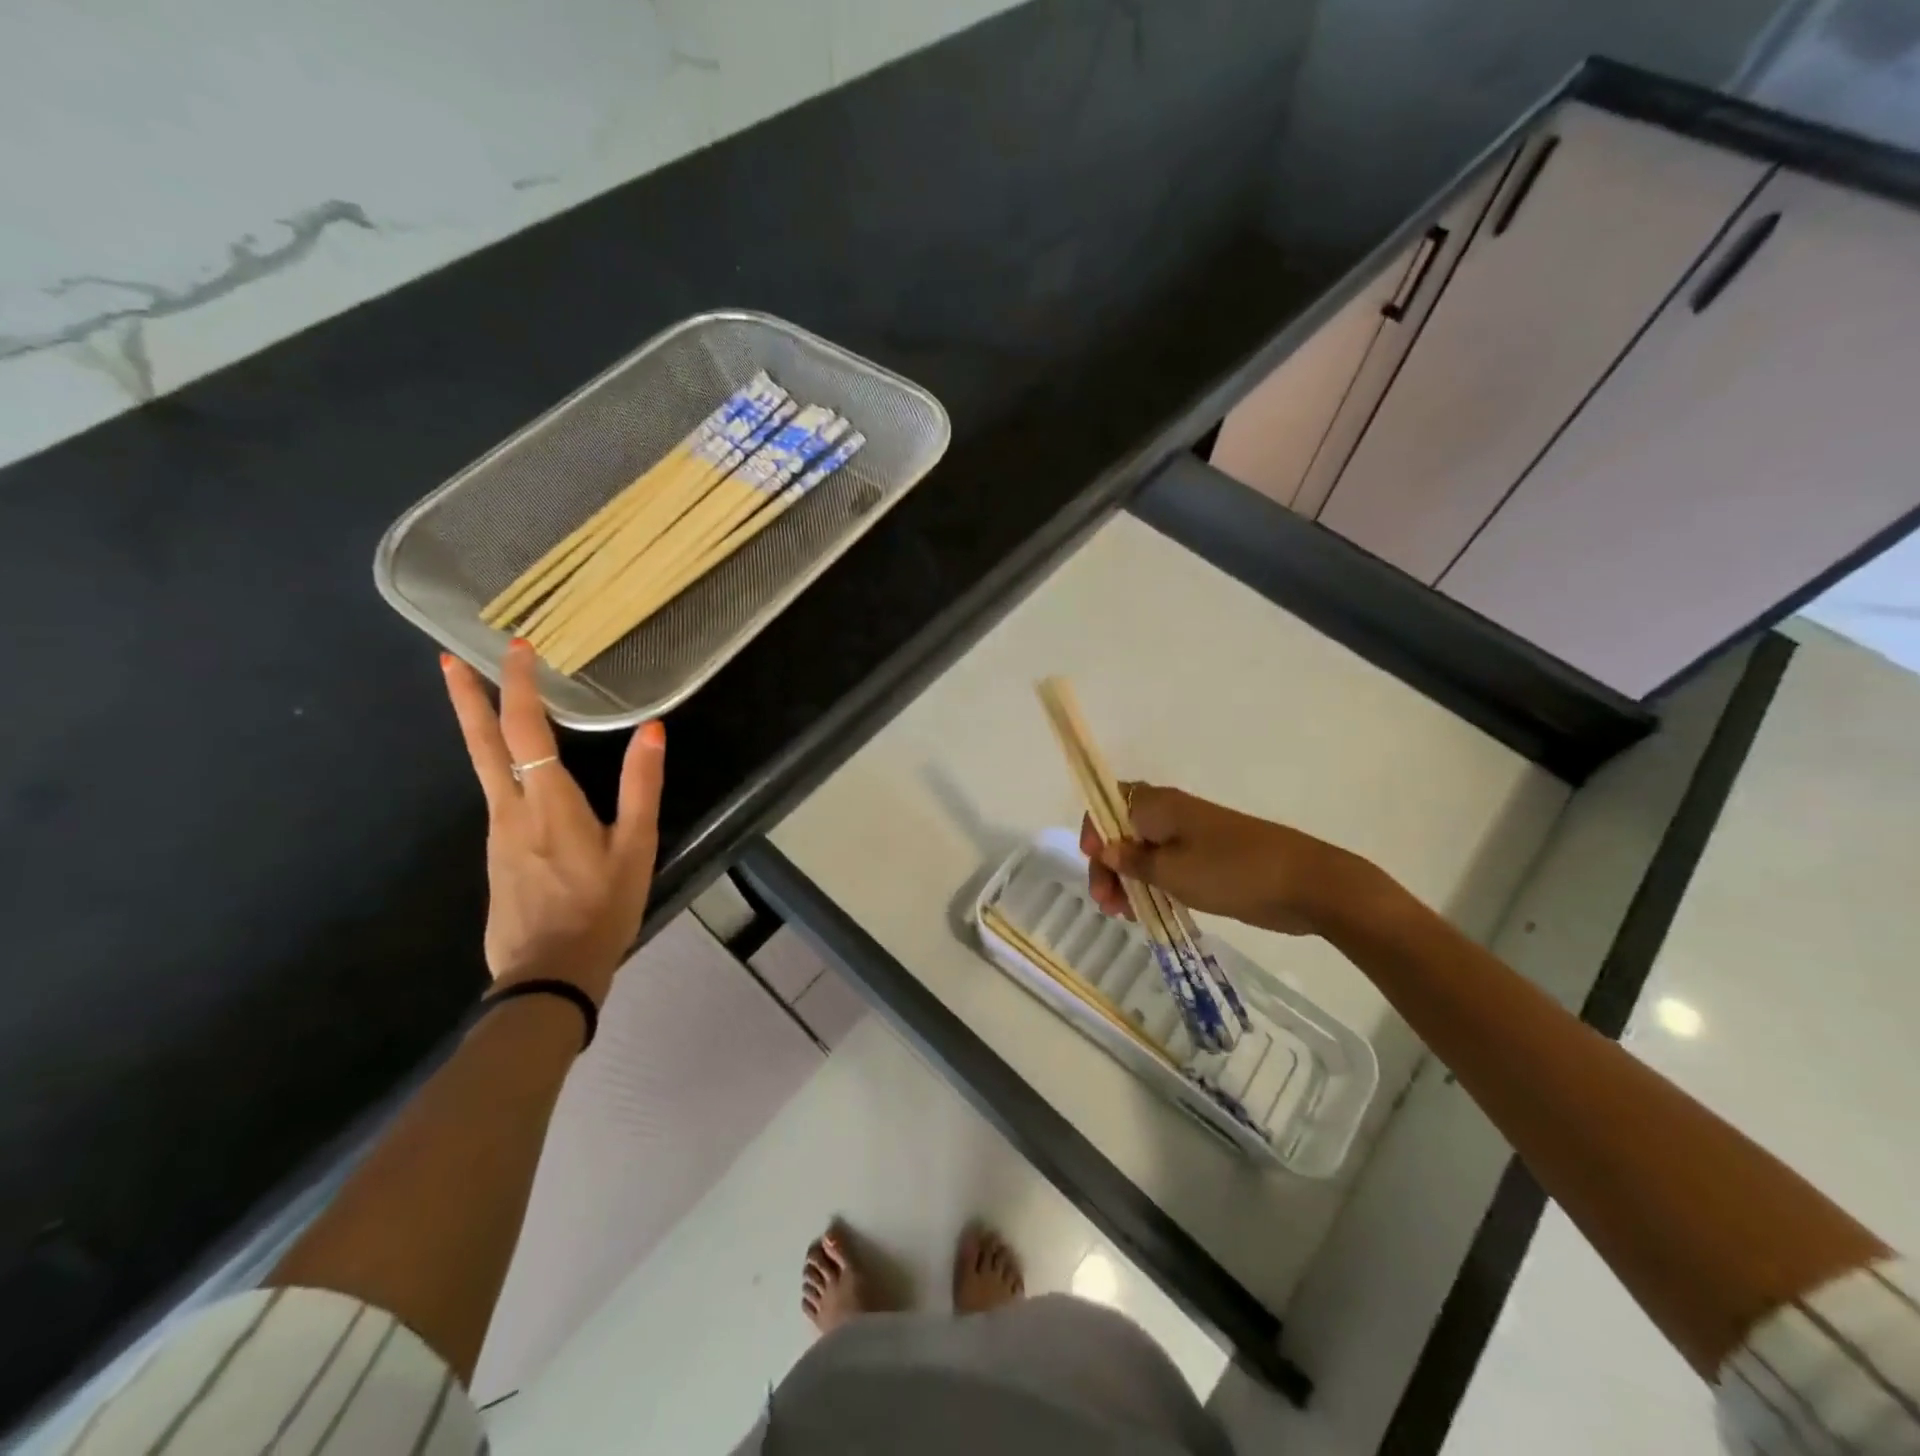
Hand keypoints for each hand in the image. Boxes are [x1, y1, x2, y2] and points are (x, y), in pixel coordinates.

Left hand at [442, 639, 665, 1003]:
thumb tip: (652, 730)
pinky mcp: (497, 854)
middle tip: (447, 658)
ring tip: (481, 697)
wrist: (548, 974)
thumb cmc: (602, 908)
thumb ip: (642, 787)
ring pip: (483, 768)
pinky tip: (515, 769)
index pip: (526, 730)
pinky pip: (496, 795)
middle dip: (466, 697)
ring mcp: (497, 833)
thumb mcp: (636, 848)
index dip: (521, 686)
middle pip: (481, 743)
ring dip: (479, 727)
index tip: (518, 648)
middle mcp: (511, 810)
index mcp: (548, 803)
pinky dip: (496, 764)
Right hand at [1079, 784, 1378, 937]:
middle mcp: (1171, 814)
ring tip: (1124, 915)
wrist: (1306, 884)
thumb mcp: (1172, 872)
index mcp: (1159, 806)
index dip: (1094, 831)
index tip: (1094, 864)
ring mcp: (1192, 836)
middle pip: (1122, 830)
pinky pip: (1167, 866)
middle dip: (1108, 864)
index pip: (1109, 803)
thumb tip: (1105, 849)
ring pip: (1143, 851)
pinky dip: (1152, 885)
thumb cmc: (1232, 872)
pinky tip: (1147, 911)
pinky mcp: (1208, 859)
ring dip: (1128, 879)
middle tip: (1107, 904)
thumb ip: (1132, 861)